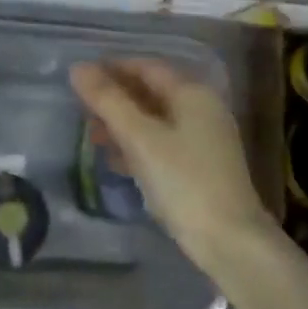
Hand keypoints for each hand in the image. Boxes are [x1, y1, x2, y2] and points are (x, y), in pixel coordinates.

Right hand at [68, 58, 274, 273]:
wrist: (229, 241)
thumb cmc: (183, 181)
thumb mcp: (140, 138)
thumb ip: (108, 101)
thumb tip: (78, 68)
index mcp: (192, 93)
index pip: (147, 67)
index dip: (113, 68)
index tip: (80, 77)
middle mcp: (201, 110)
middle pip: (151, 93)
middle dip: (116, 99)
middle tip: (81, 110)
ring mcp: (203, 140)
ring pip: (155, 121)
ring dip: (123, 125)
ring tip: (92, 137)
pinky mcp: (200, 168)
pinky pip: (162, 145)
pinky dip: (138, 147)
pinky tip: (115, 161)